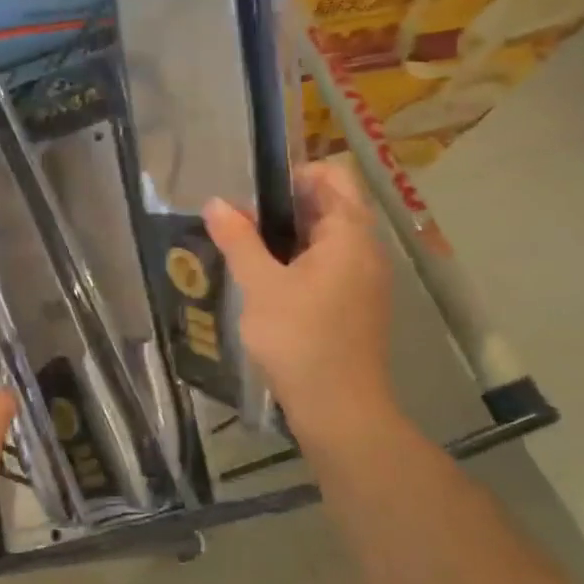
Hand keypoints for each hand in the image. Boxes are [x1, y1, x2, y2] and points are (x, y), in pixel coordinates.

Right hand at [203, 162, 399, 446]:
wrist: (339, 409)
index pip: (332, 176)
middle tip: (242, 222)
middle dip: (286, 207)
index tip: (254, 195)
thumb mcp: (260, 285)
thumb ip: (239, 239)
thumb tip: (216, 203)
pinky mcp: (358, 305)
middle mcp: (366, 249)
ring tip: (247, 250)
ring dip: (290, 237)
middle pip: (331, 205)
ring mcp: (366, 279)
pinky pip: (331, 266)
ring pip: (328, 239)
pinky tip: (268, 283)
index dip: (293, 175)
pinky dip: (301, 263)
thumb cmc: (299, 338)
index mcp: (350, 234)